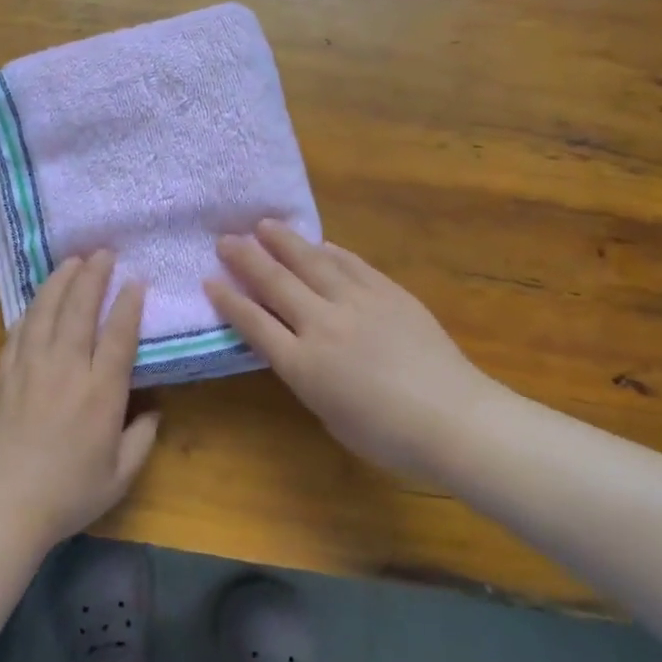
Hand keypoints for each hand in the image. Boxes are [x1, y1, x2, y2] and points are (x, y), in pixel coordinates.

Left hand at [0, 251, 161, 548]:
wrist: (2, 507)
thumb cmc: (68, 495)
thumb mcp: (120, 475)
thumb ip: (142, 438)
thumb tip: (154, 409)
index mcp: (100, 393)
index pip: (118, 335)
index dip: (128, 304)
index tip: (136, 280)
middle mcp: (65, 370)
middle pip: (79, 310)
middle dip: (93, 276)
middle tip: (103, 252)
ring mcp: (29, 368)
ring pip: (46, 311)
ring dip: (60, 282)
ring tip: (72, 261)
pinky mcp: (3, 375)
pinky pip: (19, 331)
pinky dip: (31, 308)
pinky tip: (38, 298)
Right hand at [207, 221, 501, 482]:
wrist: (452, 419)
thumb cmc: (386, 436)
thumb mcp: (328, 413)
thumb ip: (307, 376)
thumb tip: (303, 349)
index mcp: (302, 364)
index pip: (254, 323)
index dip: (229, 300)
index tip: (210, 279)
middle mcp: (322, 325)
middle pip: (276, 283)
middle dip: (246, 259)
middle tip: (225, 239)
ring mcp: (357, 303)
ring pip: (312, 263)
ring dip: (285, 242)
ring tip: (264, 225)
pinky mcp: (389, 293)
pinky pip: (352, 265)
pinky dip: (330, 252)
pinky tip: (319, 244)